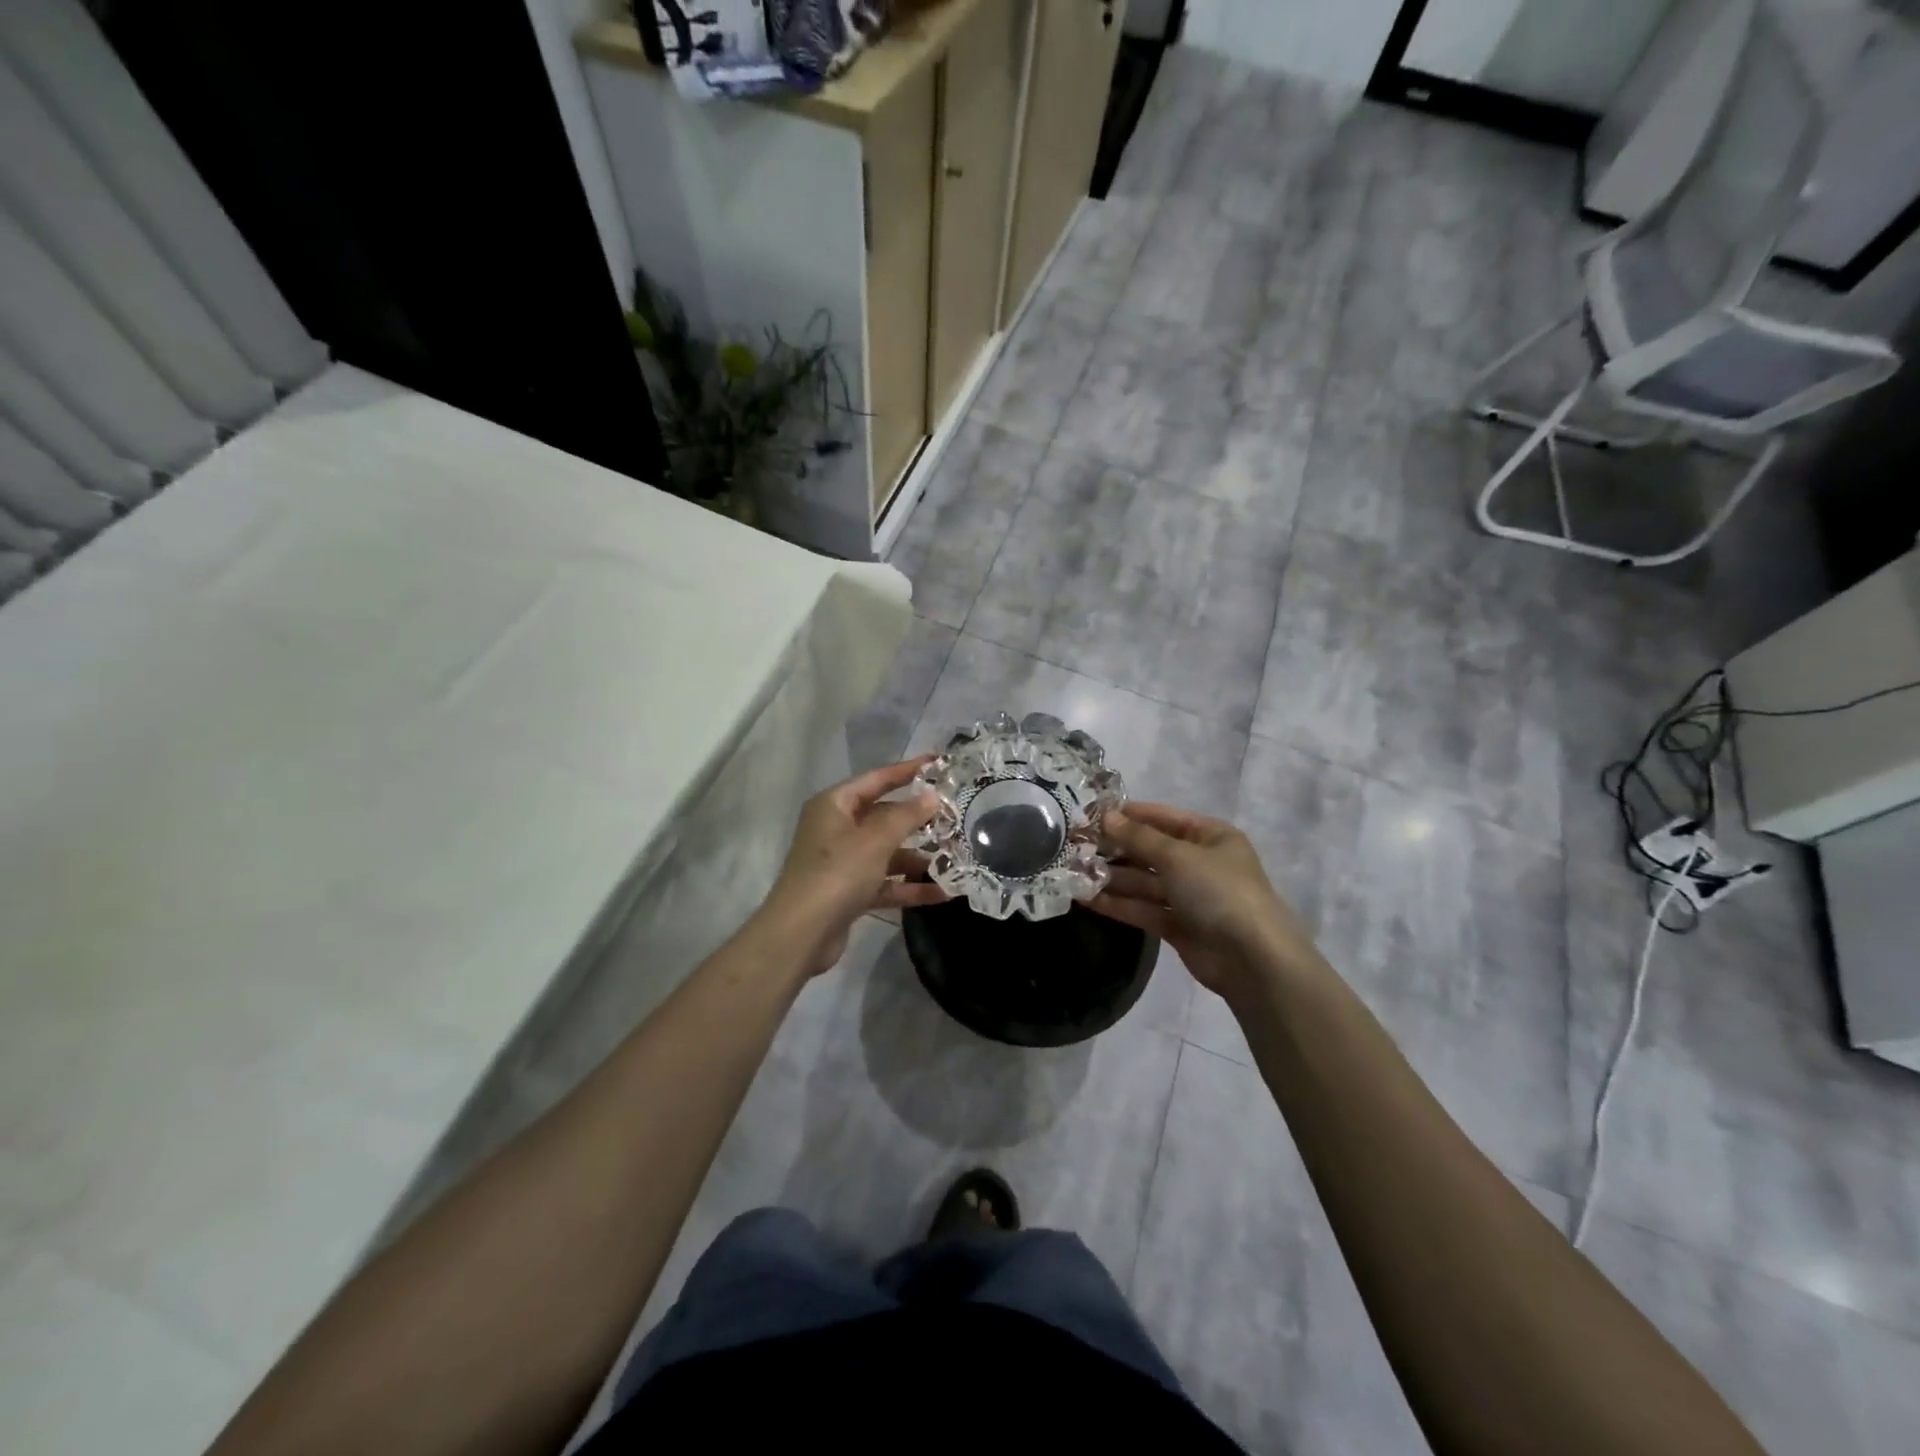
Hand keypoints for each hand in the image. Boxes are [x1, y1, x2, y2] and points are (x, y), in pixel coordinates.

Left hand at [761, 757, 948, 976]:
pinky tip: (941, 893)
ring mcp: (842, 863)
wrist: (801, 934)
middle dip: (917, 820)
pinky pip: (884, 882)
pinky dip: (908, 886)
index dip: (907, 771)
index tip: (937, 763)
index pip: (876, 779)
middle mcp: (835, 829)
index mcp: (834, 805)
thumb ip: (906, 816)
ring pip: (886, 852)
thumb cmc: (837, 873)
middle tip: (954, 816)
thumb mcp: (875, 840)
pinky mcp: (849, 892)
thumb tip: (932, 796)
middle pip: (882, 816)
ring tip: (954, 858)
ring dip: (917, 857)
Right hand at [1091, 802, 1323, 1002]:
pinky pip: (1144, 908)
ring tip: (1073, 873)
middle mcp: (1200, 862)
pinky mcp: (1178, 926)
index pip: (1162, 817)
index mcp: (1210, 836)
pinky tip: (1086, 898)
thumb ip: (1138, 838)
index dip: (1128, 815)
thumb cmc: (1219, 892)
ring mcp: (1189, 896)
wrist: (1253, 960)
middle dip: (1115, 849)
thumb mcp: (1177, 856)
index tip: (1089, 814)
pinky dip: (1118, 903)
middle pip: (1150, 850)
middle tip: (1074, 847)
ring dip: (1111, 877)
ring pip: (1144, 881)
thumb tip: (1105, 816)